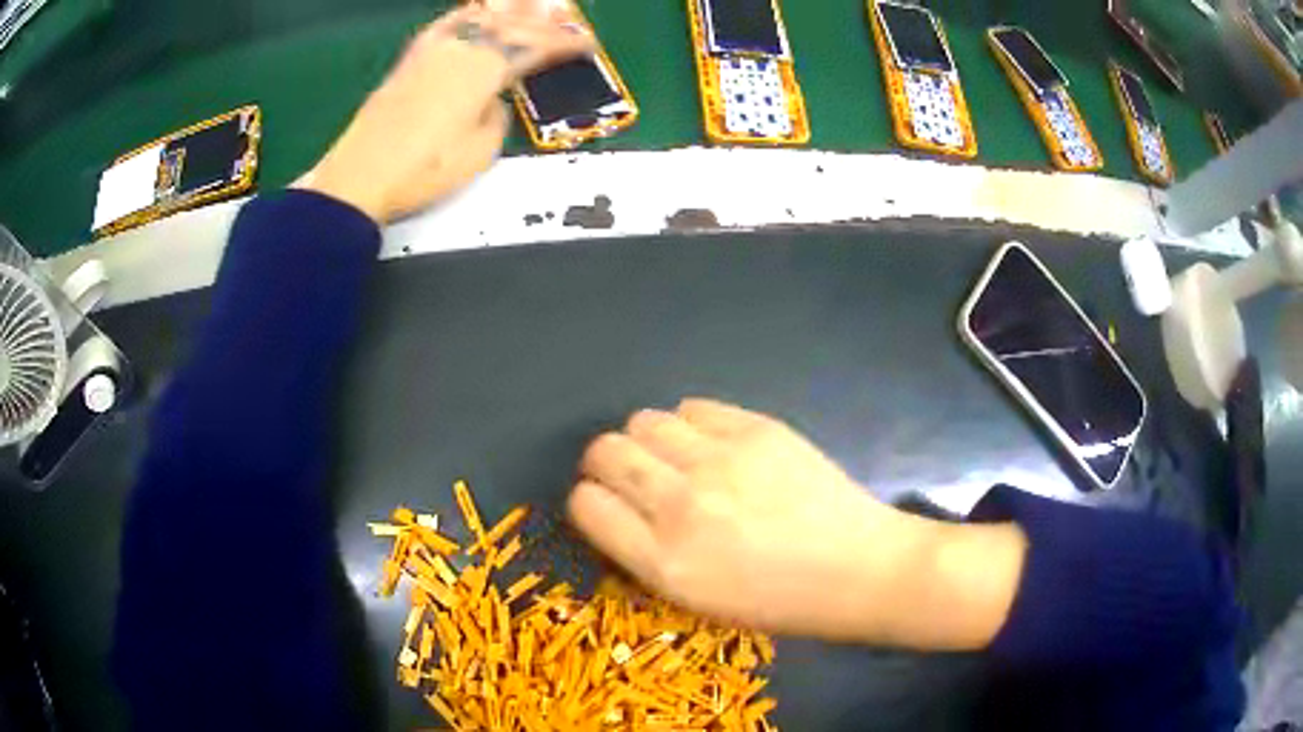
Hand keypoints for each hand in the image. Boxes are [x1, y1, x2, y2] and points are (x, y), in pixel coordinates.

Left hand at [296, 7, 592, 223]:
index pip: (535, 48)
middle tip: (565, 19)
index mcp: (484, 70)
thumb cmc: (424, 170)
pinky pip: (445, 25)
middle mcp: (460, 49)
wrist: (360, 177)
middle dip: (542, 23)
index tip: (586, 44)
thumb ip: (497, 116)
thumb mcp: (480, 151)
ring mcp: (431, 51)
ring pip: (479, 19)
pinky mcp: (409, 61)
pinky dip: (466, 15)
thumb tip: (496, 100)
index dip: (564, 44)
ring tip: (528, 7)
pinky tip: (473, 12)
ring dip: (508, 12)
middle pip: (509, 26)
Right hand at [569, 399, 1027, 648]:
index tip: (605, 504)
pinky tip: (711, 445)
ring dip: (646, 440)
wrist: (860, 569)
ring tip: (674, 458)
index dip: (589, 500)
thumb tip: (617, 509)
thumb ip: (647, 555)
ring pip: (643, 421)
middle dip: (605, 463)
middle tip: (632, 476)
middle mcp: (681, 506)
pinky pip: (693, 407)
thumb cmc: (780, 601)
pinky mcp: (756, 429)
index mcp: (665, 563)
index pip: (587, 505)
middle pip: (605, 452)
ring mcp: (720, 461)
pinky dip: (689, 424)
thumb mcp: (698, 601)